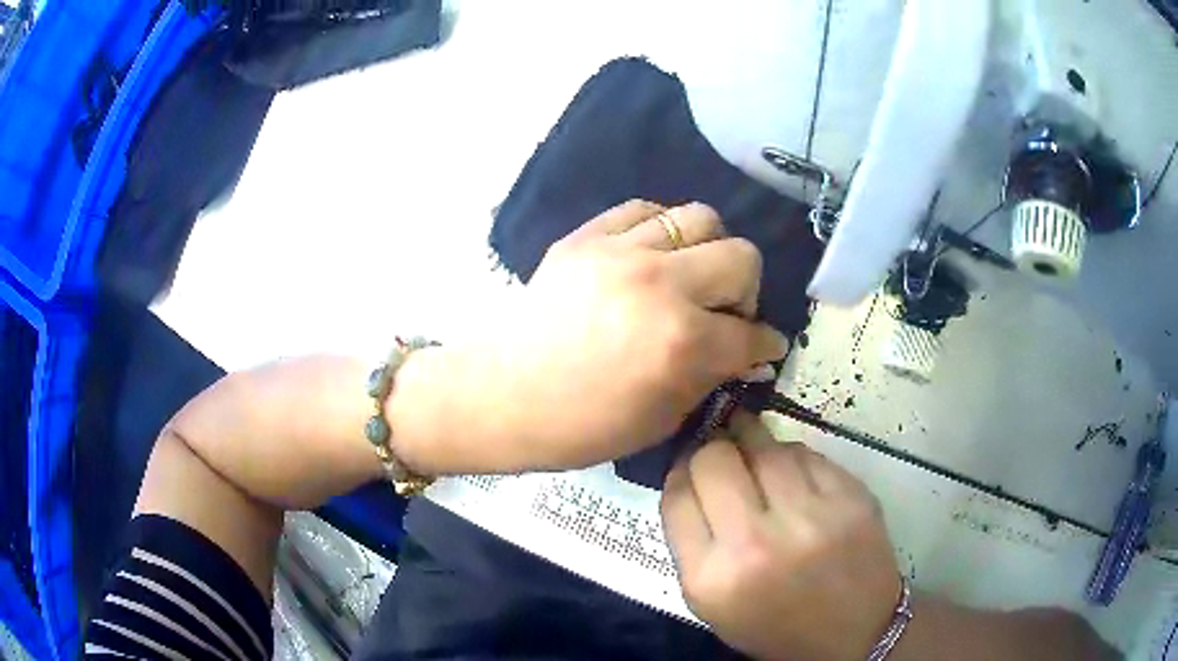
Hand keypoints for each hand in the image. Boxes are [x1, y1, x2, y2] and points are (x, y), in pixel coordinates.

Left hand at [446, 200, 787, 471]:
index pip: (752, 334)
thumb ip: (710, 377)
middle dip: (746, 291)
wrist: (500, 395)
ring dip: (708, 251)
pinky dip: (660, 230)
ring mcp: (621, 252)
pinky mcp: (587, 237)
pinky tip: (652, 256)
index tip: (764, 348)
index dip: (765, 346)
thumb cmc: (580, 426)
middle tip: (725, 313)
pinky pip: (644, 209)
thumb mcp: (660, 419)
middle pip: (742, 257)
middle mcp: (661, 284)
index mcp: (682, 342)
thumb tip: (745, 354)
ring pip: (700, 218)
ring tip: (689, 277)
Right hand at [661, 411, 899, 660]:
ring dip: (752, 441)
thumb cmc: (773, 625)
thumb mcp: (711, 602)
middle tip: (721, 453)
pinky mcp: (851, 498)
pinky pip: (807, 454)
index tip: (689, 468)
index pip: (678, 495)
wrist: (854, 634)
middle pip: (715, 460)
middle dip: (711, 449)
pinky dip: (791, 456)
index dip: (679, 472)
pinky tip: (791, 470)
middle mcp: (757, 544)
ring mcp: (811, 517)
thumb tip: (689, 474)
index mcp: (713, 578)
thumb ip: (691, 542)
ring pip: (765, 446)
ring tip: (753, 448)